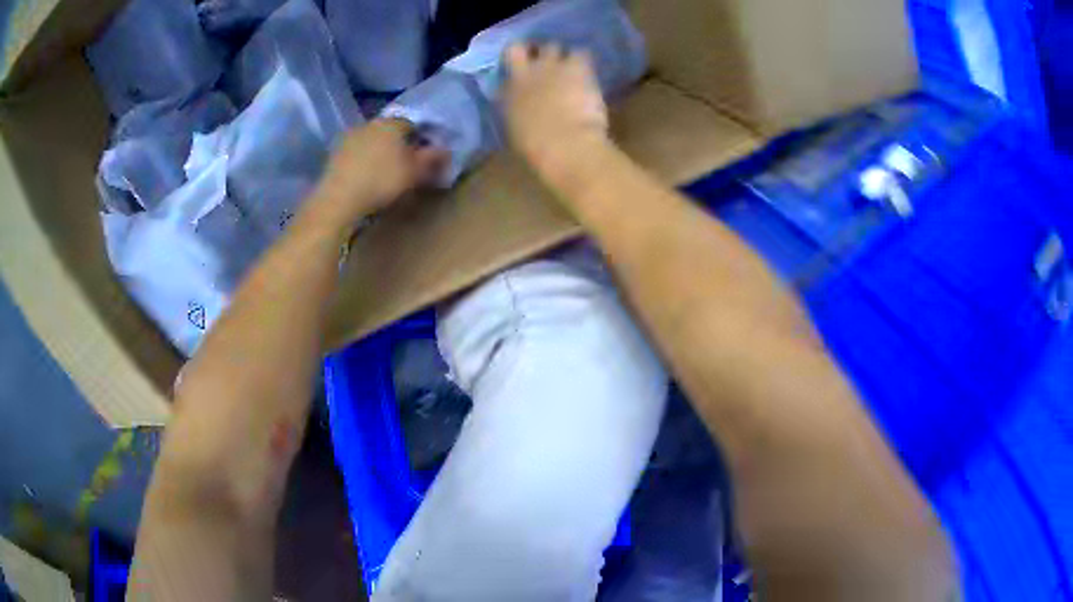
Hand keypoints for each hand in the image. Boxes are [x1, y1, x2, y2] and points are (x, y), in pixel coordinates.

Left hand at [313, 119, 446, 223]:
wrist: (339, 199)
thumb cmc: (382, 181)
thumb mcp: (415, 173)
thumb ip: (432, 159)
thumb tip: (444, 150)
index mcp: (392, 122)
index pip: (413, 124)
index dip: (421, 140)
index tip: (424, 157)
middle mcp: (370, 123)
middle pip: (390, 131)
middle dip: (398, 145)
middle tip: (405, 166)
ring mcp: (349, 137)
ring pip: (372, 142)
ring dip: (379, 153)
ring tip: (384, 174)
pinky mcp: (334, 154)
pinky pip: (356, 154)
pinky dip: (363, 162)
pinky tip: (365, 178)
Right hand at [502, 43, 608, 175]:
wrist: (565, 145)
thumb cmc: (538, 150)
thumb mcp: (517, 130)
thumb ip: (517, 111)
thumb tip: (524, 106)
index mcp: (507, 92)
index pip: (505, 65)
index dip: (516, 62)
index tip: (523, 67)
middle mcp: (525, 72)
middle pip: (526, 47)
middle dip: (536, 52)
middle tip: (548, 62)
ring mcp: (550, 66)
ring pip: (553, 45)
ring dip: (560, 55)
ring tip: (572, 66)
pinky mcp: (576, 66)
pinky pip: (581, 53)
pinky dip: (585, 60)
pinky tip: (589, 71)